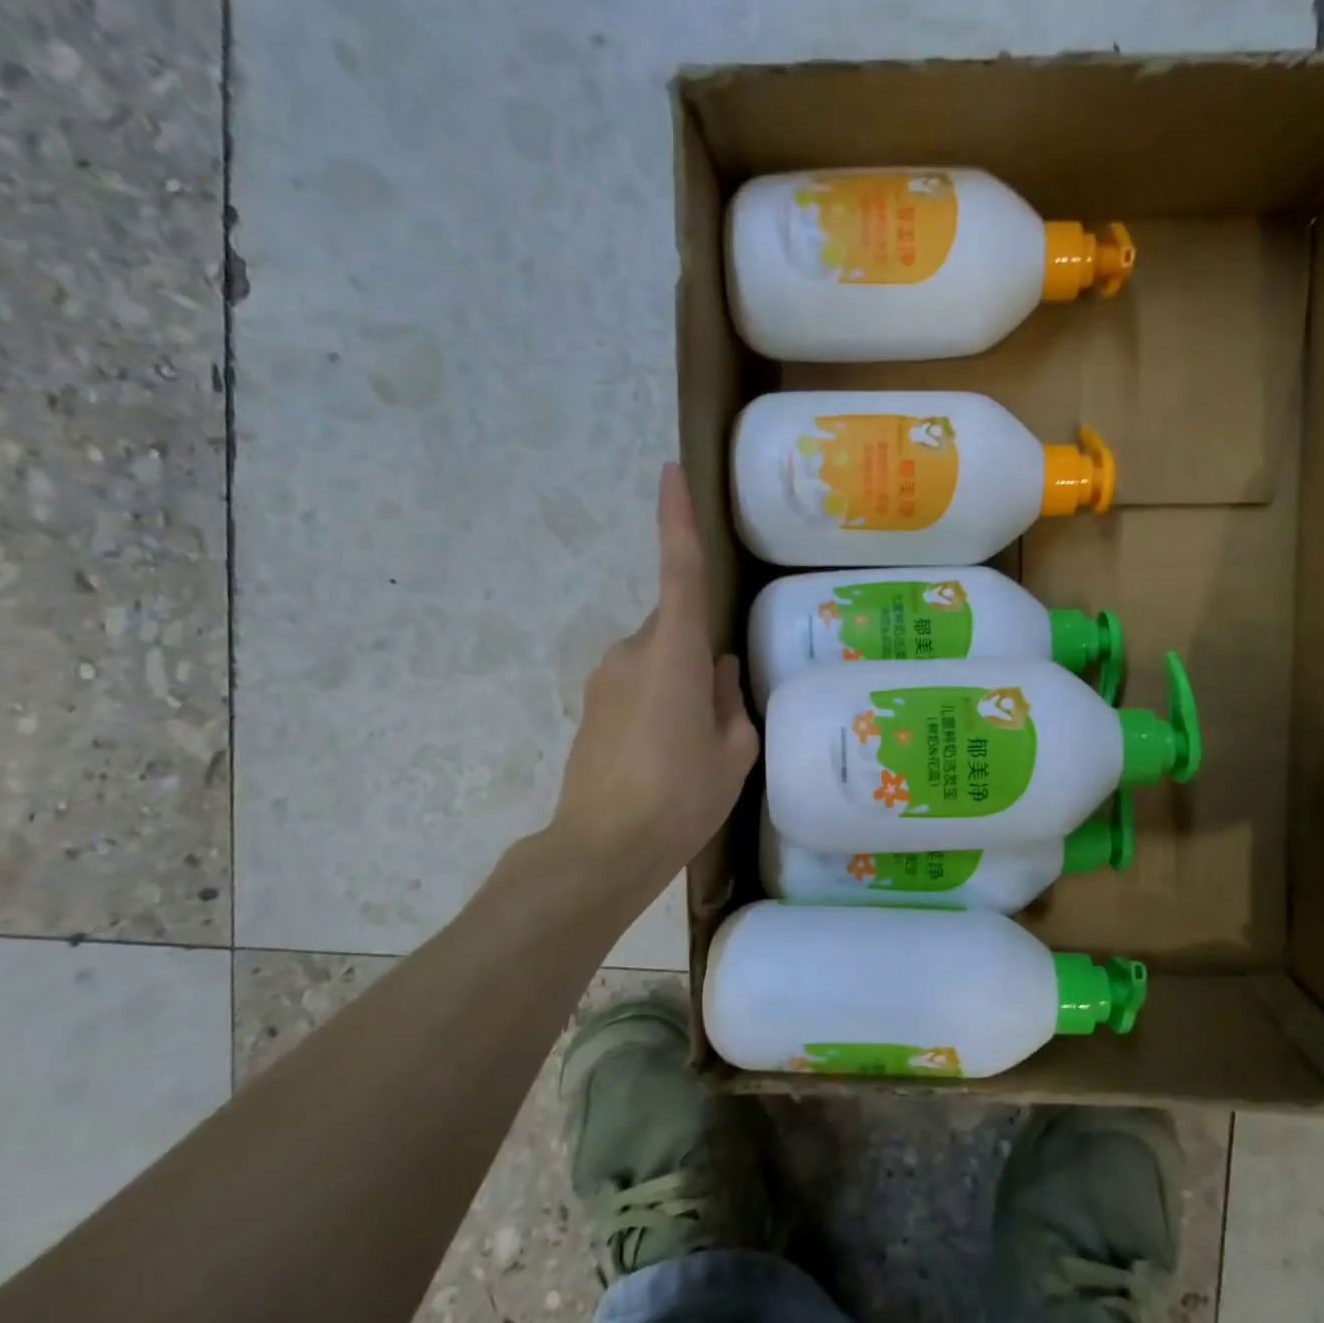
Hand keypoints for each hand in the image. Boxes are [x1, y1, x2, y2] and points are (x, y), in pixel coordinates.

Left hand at [543, 463, 758, 878]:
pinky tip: (668, 750)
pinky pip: (637, 681)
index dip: (675, 519)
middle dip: (699, 647)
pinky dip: (659, 699)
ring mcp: (604, 678)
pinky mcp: (591, 705)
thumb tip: (717, 671)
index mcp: (672, 655)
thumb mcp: (732, 752)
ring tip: (696, 741)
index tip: (671, 472)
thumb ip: (729, 700)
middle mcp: (632, 652)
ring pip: (656, 655)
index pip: (677, 572)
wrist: (600, 850)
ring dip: (680, 679)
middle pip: (673, 624)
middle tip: (722, 706)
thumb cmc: (680, 798)